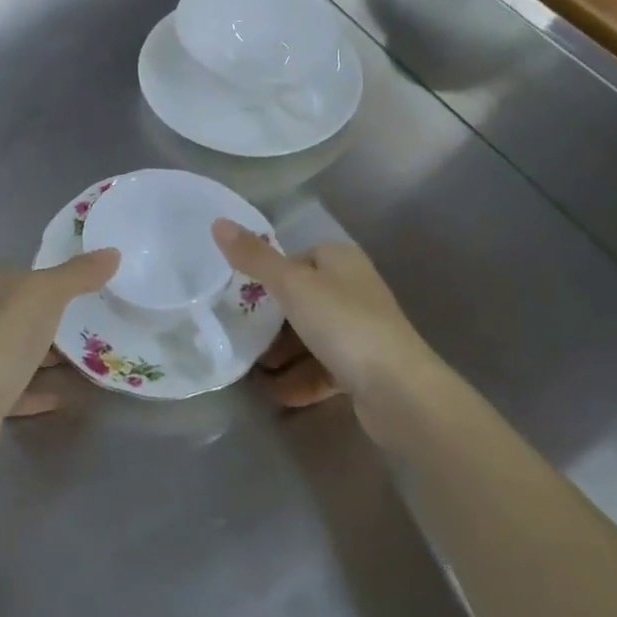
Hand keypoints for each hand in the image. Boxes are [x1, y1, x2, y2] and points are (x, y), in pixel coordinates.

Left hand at [0, 251, 117, 442]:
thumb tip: (113, 252)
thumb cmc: (3, 337)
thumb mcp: (46, 293)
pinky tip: (72, 393)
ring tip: (95, 359)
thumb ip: (79, 273)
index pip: (25, 276)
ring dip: (53, 358)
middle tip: (99, 325)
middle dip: (58, 320)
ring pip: (24, 353)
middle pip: (25, 315)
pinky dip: (45, 389)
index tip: (91, 289)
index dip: (55, 280)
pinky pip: (22, 388)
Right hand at [211, 222, 428, 400]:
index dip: (270, 275)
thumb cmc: (343, 323)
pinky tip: (277, 395)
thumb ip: (254, 258)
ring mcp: (362, 330)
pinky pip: (324, 369)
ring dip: (283, 355)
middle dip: (271, 321)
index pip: (298, 258)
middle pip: (302, 300)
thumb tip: (218, 222)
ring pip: (312, 337)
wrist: (399, 390)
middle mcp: (354, 289)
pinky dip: (300, 380)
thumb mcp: (291, 285)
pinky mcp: (365, 369)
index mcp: (341, 260)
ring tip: (253, 372)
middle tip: (240, 336)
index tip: (241, 296)